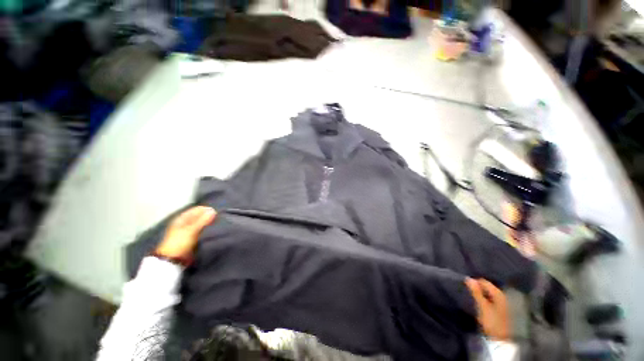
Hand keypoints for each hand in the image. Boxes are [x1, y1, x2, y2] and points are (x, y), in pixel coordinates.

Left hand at [154, 206, 216, 258]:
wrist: (173, 260)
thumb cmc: (180, 243)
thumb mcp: (191, 230)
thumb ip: (202, 220)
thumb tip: (214, 211)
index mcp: (182, 218)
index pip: (197, 209)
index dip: (206, 210)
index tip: (216, 214)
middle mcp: (185, 222)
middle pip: (199, 216)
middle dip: (208, 217)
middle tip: (217, 220)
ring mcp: (188, 230)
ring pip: (201, 223)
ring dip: (208, 223)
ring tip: (216, 225)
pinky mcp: (191, 237)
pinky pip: (201, 230)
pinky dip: (206, 229)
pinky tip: (211, 231)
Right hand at [465, 278, 510, 340]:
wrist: (500, 338)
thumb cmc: (491, 321)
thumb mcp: (482, 306)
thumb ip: (476, 292)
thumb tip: (468, 278)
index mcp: (499, 293)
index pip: (484, 282)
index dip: (474, 283)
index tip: (466, 287)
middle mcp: (502, 295)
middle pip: (487, 287)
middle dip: (478, 288)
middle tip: (469, 292)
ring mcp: (503, 302)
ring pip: (489, 293)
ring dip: (481, 294)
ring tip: (473, 298)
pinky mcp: (501, 309)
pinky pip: (491, 299)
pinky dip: (485, 299)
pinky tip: (480, 303)